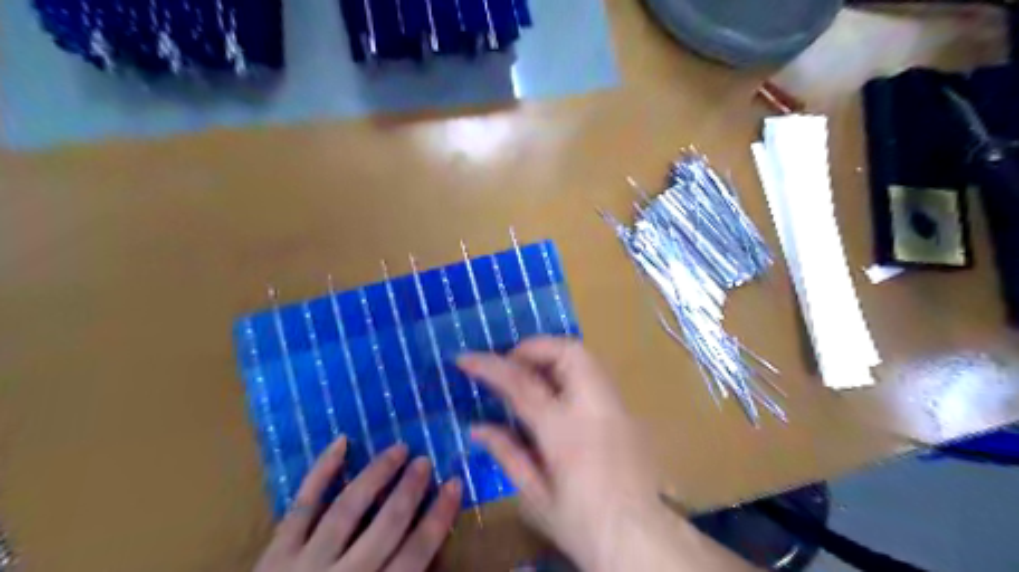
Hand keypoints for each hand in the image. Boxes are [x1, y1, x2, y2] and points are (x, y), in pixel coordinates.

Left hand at [253, 438, 463, 571]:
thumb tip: (431, 558)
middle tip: (425, 461)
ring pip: (348, 509)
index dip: (439, 516)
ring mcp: (305, 564)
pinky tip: (341, 443)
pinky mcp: (274, 555)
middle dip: (410, 490)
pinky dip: (321, 473)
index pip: (416, 553)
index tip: (455, 484)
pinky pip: (301, 507)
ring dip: (376, 475)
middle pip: (387, 525)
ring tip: (398, 449)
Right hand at [458, 337, 664, 568]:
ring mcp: (615, 405)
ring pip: (585, 356)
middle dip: (533, 348)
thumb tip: (477, 428)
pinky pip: (595, 373)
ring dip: (553, 355)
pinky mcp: (626, 411)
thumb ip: (507, 453)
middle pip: (566, 352)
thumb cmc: (583, 525)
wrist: (641, 540)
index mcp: (565, 431)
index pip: (522, 383)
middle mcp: (594, 407)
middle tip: (509, 364)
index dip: (489, 365)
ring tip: (530, 373)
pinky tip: (557, 391)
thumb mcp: (535, 496)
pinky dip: (570, 368)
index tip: (464, 357)